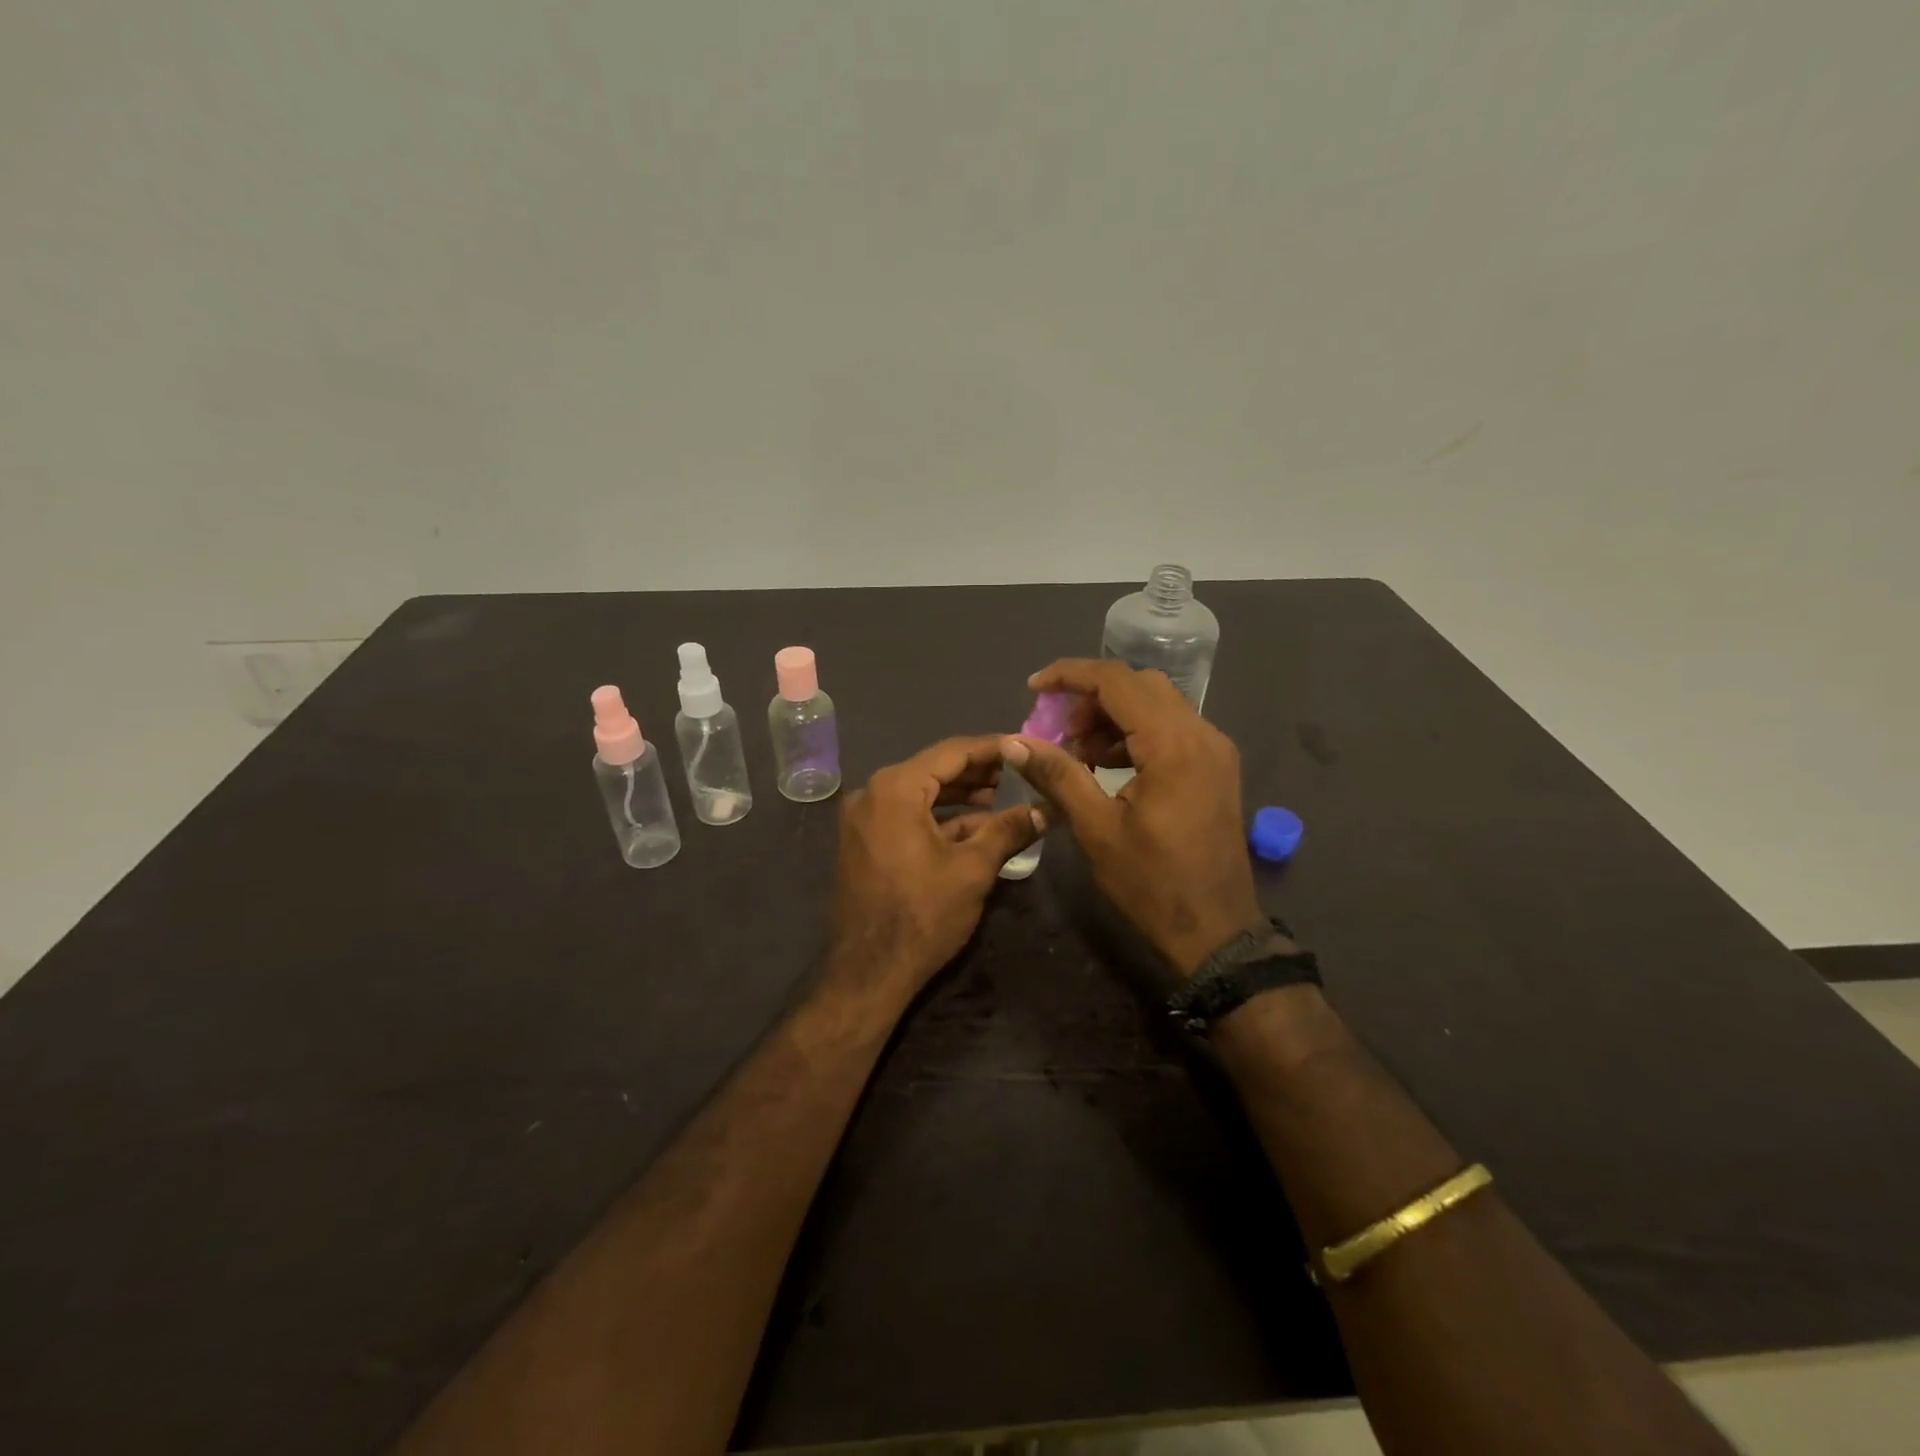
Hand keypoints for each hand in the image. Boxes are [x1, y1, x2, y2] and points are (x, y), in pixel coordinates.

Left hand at [827, 737, 1044, 1002]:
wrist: (868, 972)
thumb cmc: (922, 915)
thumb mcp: (973, 869)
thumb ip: (1009, 830)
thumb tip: (1046, 810)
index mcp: (895, 788)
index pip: (952, 752)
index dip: (992, 749)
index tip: (1024, 747)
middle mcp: (872, 793)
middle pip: (934, 769)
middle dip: (977, 773)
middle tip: (1018, 774)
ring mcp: (863, 818)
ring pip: (920, 793)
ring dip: (959, 796)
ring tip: (1000, 799)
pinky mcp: (863, 841)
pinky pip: (905, 815)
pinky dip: (937, 818)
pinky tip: (972, 827)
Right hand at [1003, 660, 1261, 976]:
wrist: (1216, 932)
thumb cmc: (1152, 884)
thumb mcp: (1096, 828)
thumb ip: (1057, 775)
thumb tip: (1013, 741)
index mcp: (1173, 745)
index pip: (1117, 682)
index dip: (1070, 676)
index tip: (1034, 688)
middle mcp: (1202, 734)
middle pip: (1139, 686)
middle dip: (1091, 697)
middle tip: (1056, 727)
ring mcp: (1214, 750)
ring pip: (1157, 705)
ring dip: (1112, 715)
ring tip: (1076, 750)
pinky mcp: (1215, 767)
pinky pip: (1171, 729)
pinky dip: (1134, 734)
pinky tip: (1105, 764)